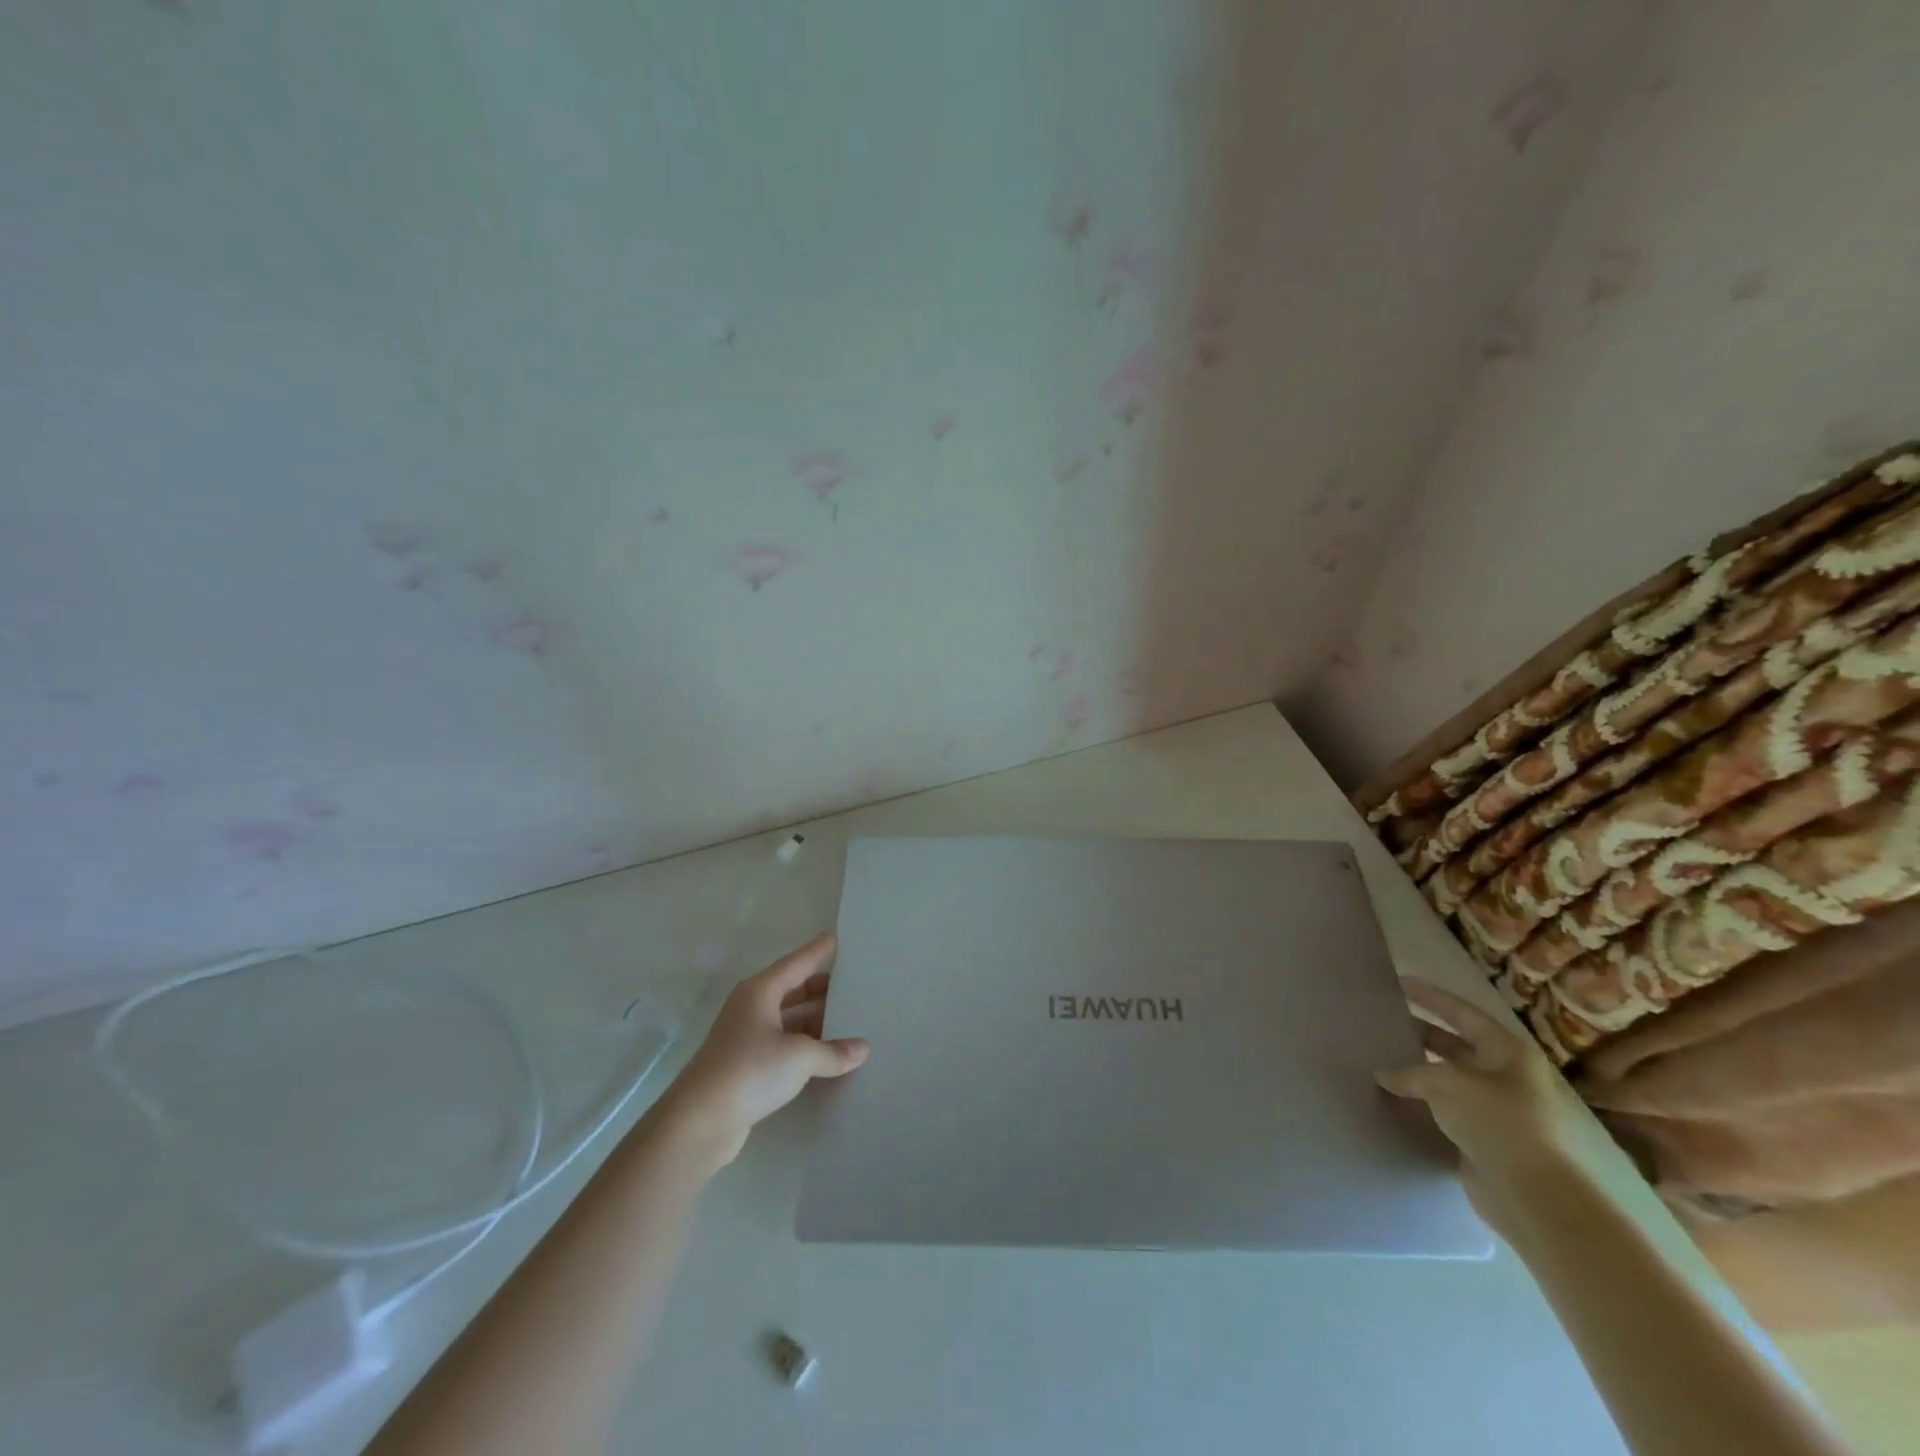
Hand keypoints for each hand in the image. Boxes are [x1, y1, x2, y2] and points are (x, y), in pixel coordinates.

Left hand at [657, 932, 869, 1167]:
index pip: (797, 963)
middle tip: (855, 985)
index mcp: (760, 992)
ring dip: (815, 1021)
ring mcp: (747, 1038)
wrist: (698, 1123)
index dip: (818, 951)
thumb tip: (863, 1049)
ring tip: (850, 1020)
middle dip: (822, 989)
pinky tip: (827, 1054)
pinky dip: (805, 1046)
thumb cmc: (750, 1071)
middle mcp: (752, 1008)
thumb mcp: (800, 1057)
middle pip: (793, 990)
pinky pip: (784, 1045)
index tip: (837, 938)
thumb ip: (834, 1051)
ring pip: (789, 1020)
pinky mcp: (746, 1066)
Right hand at [1376, 979, 1609, 1224]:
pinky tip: (1397, 1097)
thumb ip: (1410, 1072)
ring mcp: (1498, 1108)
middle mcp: (1507, 1075)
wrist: (1530, 1193)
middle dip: (1423, 1032)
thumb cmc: (1495, 1120)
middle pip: (1458, 1044)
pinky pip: (1448, 1108)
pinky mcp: (1486, 1137)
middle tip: (1388, 1021)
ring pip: (1451, 1078)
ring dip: (1420, 1070)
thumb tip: (1384, 1076)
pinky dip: (1424, 1101)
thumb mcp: (1445, 1083)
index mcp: (1508, 1051)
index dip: (1431, 996)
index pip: (1463, 1013)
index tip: (1400, 982)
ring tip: (1384, 1058)